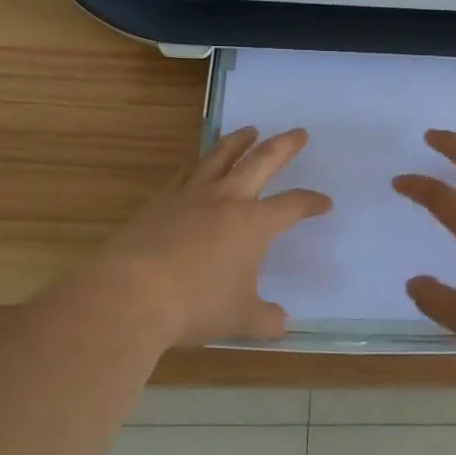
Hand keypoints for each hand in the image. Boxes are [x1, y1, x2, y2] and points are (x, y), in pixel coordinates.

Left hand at [70, 127, 331, 346]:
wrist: (130, 293)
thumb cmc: (196, 304)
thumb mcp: (240, 319)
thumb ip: (266, 319)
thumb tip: (282, 323)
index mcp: (254, 223)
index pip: (293, 205)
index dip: (312, 202)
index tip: (325, 203)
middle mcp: (227, 199)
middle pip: (262, 161)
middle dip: (284, 146)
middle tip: (299, 132)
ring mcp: (191, 195)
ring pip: (220, 156)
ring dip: (239, 141)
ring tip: (249, 131)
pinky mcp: (161, 201)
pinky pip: (186, 172)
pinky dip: (199, 163)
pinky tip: (199, 164)